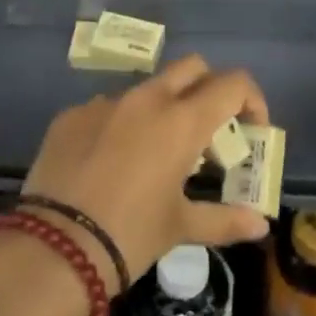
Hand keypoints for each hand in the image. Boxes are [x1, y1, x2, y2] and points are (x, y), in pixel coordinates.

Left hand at [18, 56, 272, 291]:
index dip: (250, 99)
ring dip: (162, 108)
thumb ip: (224, 220)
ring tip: (156, 153)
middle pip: (192, 67)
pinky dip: (120, 125)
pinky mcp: (72, 113)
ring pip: (147, 87)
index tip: (251, 128)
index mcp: (181, 120)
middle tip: (209, 129)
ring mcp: (106, 101)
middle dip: (208, 88)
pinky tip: (109, 164)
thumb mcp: (180, 228)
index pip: (232, 84)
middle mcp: (147, 97)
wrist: (54, 248)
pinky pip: (107, 108)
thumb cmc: (129, 235)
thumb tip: (260, 225)